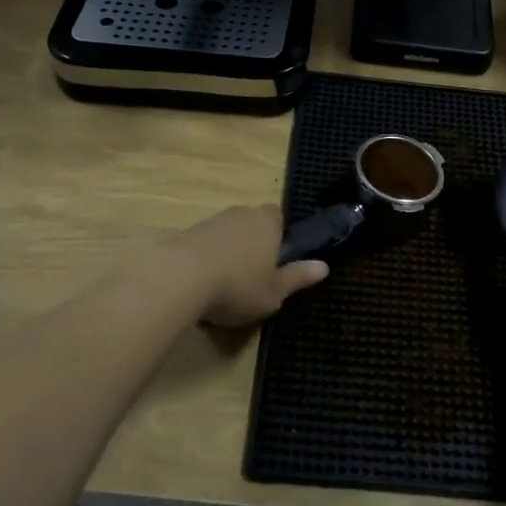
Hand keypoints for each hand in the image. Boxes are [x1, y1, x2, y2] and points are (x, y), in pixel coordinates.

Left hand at [172, 205, 327, 327]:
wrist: (181, 277)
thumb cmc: (238, 285)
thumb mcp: (274, 292)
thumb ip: (298, 277)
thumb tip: (324, 266)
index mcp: (268, 222)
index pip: (278, 216)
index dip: (279, 235)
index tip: (276, 260)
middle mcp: (242, 213)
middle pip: (253, 222)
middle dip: (254, 242)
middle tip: (253, 274)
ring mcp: (213, 220)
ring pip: (229, 232)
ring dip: (229, 250)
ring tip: (226, 283)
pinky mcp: (187, 232)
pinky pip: (206, 242)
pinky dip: (208, 257)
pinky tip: (203, 282)